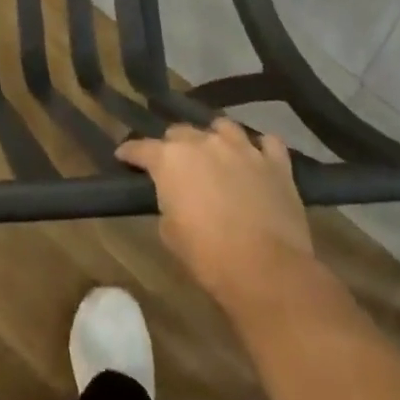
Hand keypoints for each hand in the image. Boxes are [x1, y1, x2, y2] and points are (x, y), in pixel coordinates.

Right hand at [116, 120, 318, 315]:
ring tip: (216, 154)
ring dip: (215, 138)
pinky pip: (268, 143)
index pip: (141, 148)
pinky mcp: (276, 163)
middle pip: (180, 132)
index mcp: (170, 159)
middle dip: (174, 146)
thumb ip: (167, 202)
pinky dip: (260, 149)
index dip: (130, 153)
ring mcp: (242, 149)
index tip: (123, 157)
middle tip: (175, 165)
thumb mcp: (170, 232)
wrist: (267, 271)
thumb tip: (176, 197)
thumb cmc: (208, 255)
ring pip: (223, 127)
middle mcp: (204, 142)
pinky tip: (257, 159)